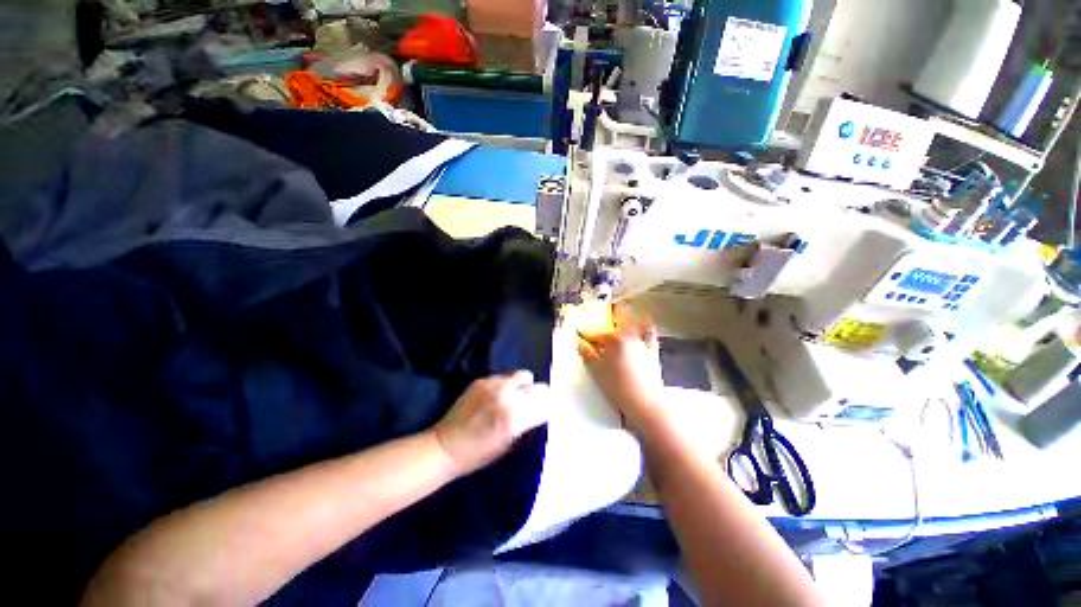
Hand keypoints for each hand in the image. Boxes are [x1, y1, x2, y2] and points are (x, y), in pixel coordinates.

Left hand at [432, 371, 548, 475]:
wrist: (445, 446)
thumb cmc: (477, 455)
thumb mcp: (508, 445)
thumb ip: (525, 425)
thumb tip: (537, 412)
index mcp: (516, 419)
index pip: (545, 407)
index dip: (546, 411)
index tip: (544, 413)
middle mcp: (508, 397)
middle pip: (540, 388)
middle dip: (540, 396)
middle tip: (534, 403)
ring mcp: (495, 386)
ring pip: (524, 376)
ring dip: (524, 387)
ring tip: (516, 396)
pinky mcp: (482, 380)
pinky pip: (504, 377)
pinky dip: (506, 385)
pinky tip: (497, 395)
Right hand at [577, 304, 663, 427]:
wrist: (646, 403)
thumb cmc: (619, 387)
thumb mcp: (598, 371)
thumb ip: (588, 355)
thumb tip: (580, 344)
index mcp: (615, 340)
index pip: (597, 334)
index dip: (586, 334)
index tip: (579, 335)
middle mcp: (629, 337)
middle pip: (614, 325)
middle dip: (604, 322)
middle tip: (597, 323)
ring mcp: (643, 343)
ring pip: (633, 325)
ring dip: (625, 319)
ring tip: (620, 315)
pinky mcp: (652, 352)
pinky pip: (650, 335)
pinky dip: (646, 328)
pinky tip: (645, 324)